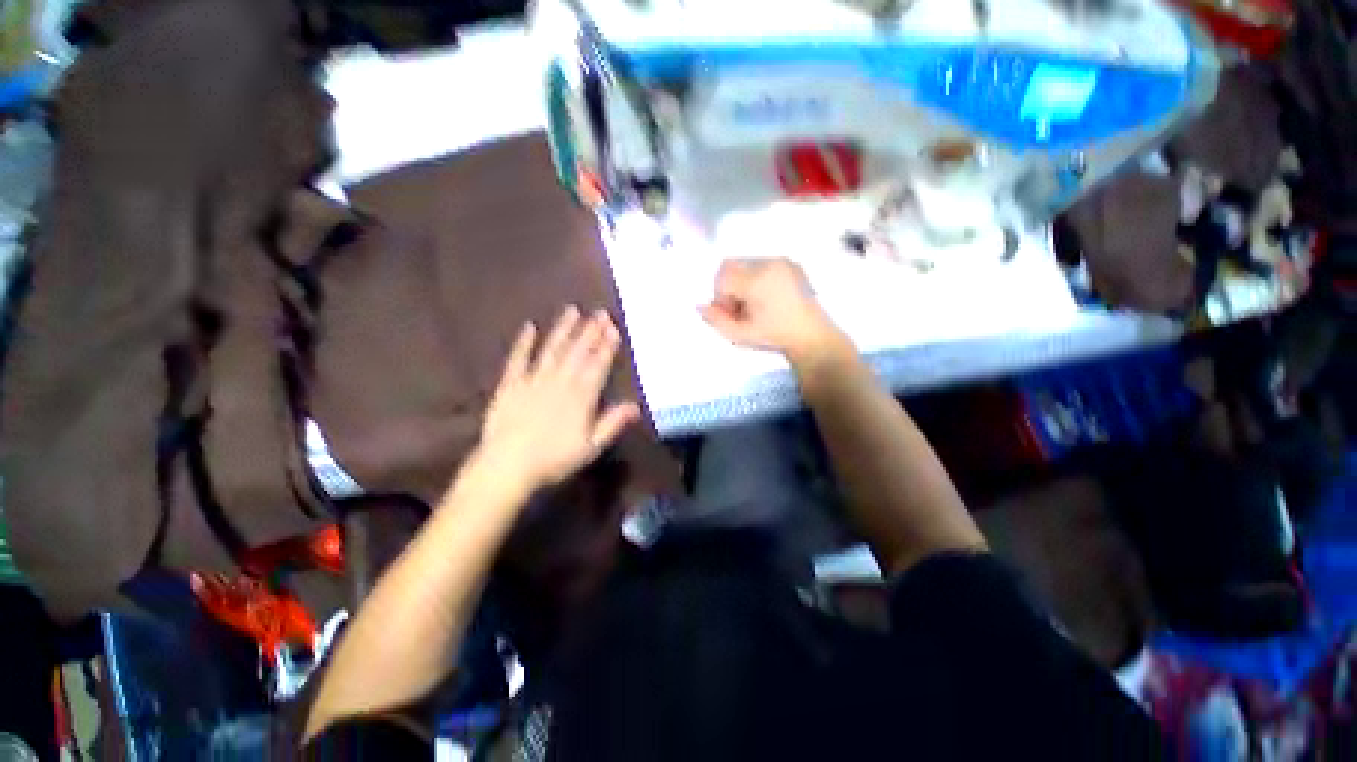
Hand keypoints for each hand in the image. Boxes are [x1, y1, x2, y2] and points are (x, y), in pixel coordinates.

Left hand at [477, 306, 640, 491]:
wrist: (508, 466)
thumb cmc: (554, 460)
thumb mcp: (591, 446)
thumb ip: (612, 423)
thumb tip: (635, 405)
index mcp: (581, 397)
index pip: (597, 366)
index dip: (606, 347)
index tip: (613, 329)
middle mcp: (559, 382)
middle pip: (578, 353)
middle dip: (591, 331)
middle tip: (600, 312)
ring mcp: (533, 380)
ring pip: (552, 350)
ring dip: (564, 329)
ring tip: (573, 310)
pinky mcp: (510, 384)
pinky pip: (518, 359)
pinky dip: (523, 343)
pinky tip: (529, 327)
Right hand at [700, 258, 847, 362]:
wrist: (812, 336)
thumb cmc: (774, 337)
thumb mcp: (740, 335)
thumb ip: (716, 321)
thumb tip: (699, 305)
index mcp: (757, 280)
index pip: (722, 277)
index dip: (720, 297)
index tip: (731, 314)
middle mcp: (769, 263)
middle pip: (731, 264)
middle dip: (728, 286)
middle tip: (739, 308)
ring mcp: (782, 261)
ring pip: (745, 263)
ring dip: (741, 281)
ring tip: (755, 304)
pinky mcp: (791, 263)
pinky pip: (762, 264)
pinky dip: (756, 278)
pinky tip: (768, 298)